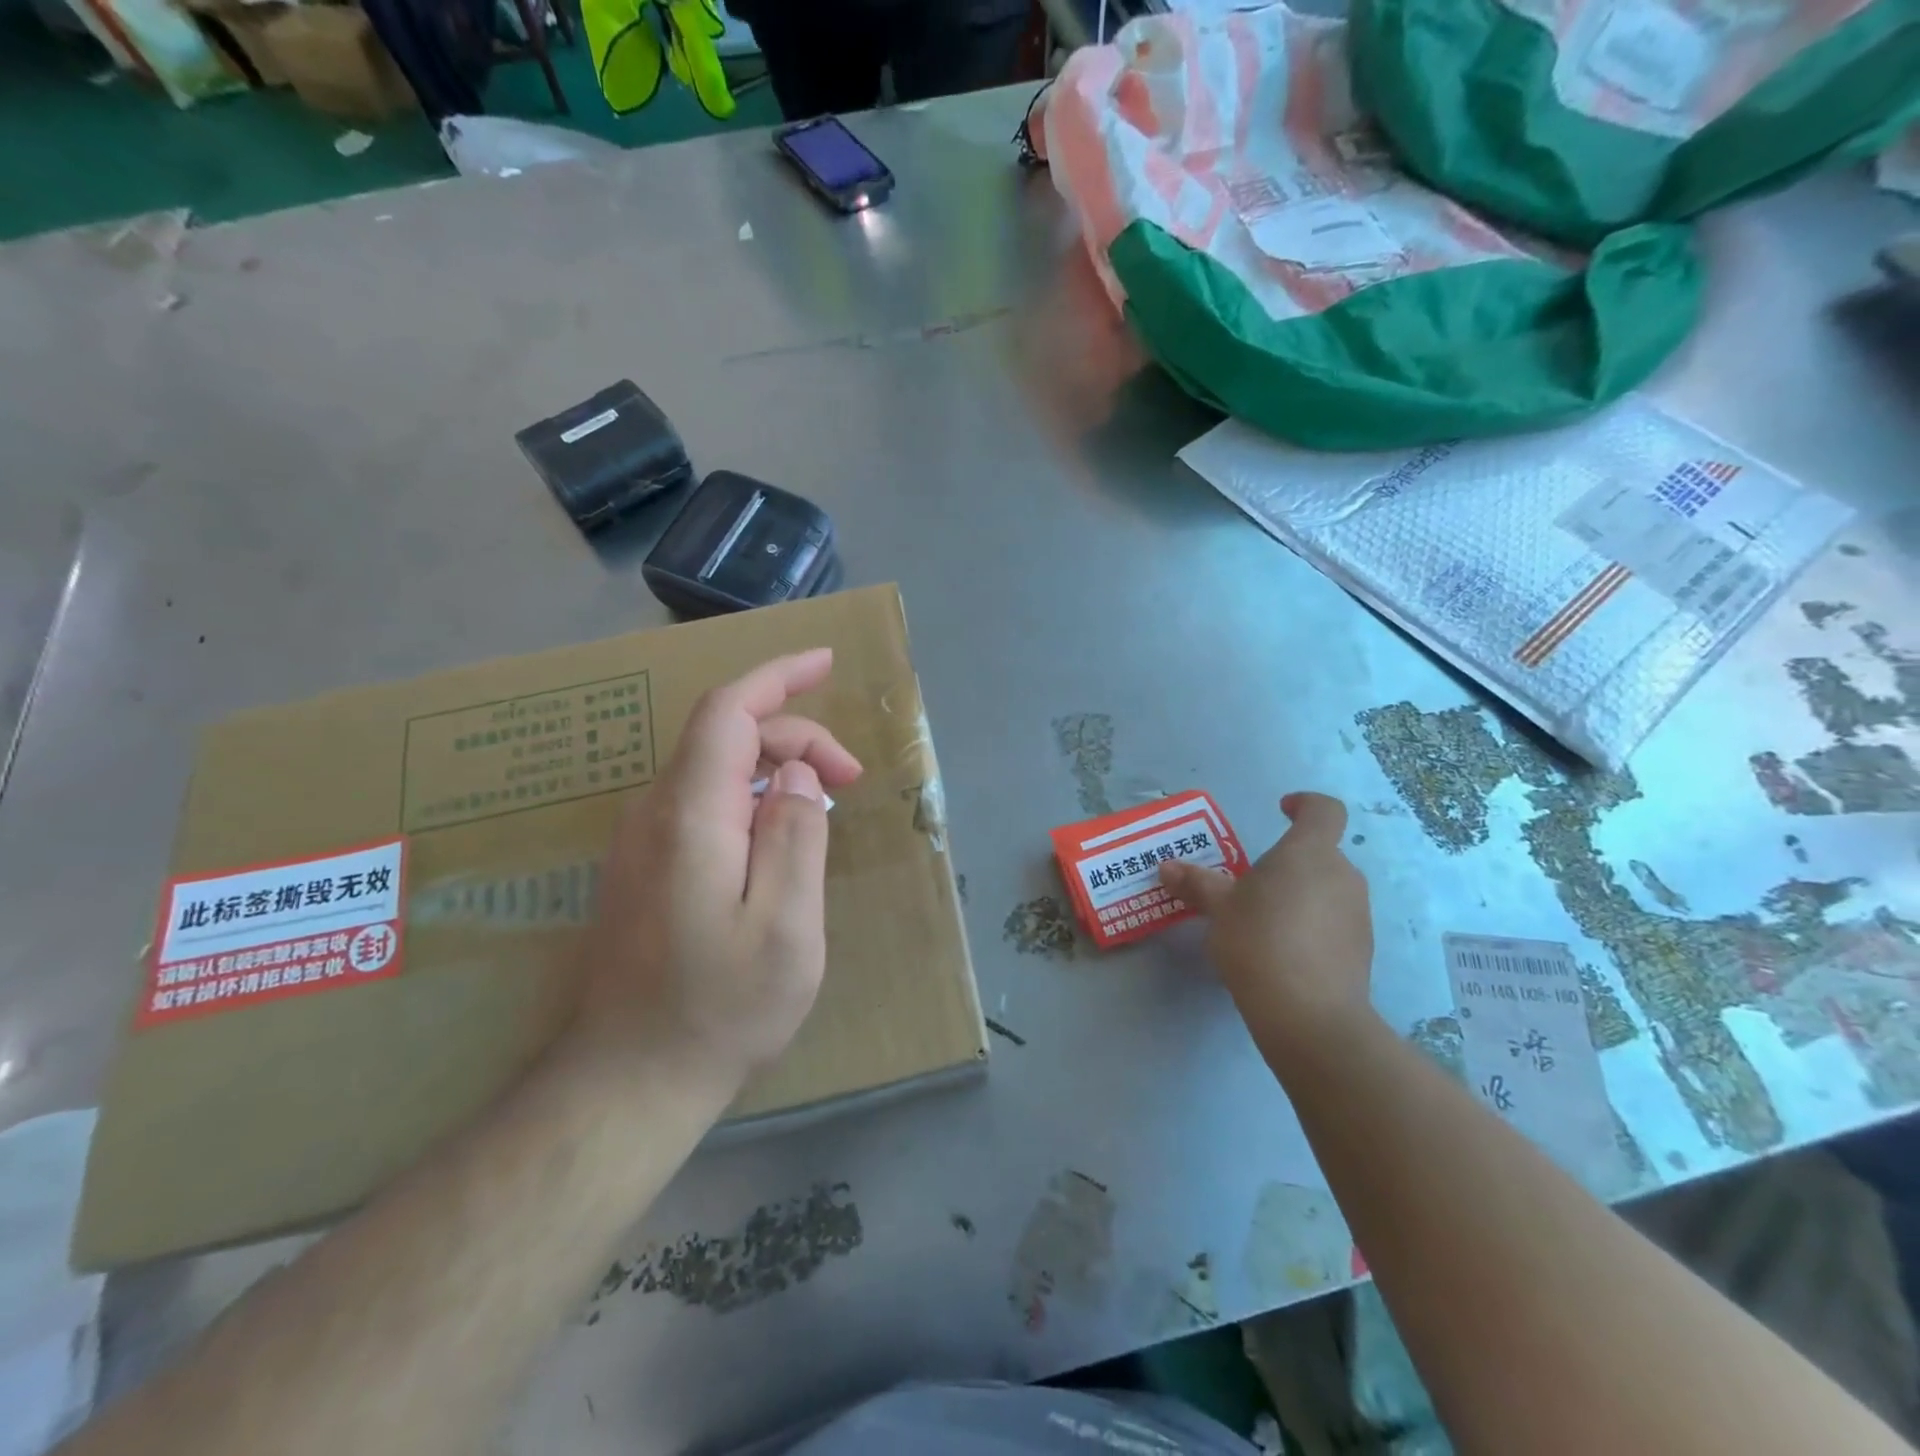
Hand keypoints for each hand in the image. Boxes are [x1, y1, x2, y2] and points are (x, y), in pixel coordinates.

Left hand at [572, 650, 863, 1096]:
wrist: (629, 1081)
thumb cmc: (720, 1008)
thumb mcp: (786, 927)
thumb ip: (798, 837)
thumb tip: (799, 776)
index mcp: (690, 816)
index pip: (728, 711)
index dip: (778, 676)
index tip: (826, 662)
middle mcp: (656, 813)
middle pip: (726, 736)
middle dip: (797, 737)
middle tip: (853, 779)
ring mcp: (644, 840)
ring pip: (716, 768)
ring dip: (776, 766)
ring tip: (827, 803)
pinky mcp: (646, 866)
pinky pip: (705, 802)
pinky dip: (753, 794)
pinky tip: (781, 832)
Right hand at [1160, 793, 1375, 1058]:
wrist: (1309, 1015)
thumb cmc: (1259, 941)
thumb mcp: (1218, 908)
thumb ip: (1195, 883)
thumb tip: (1167, 867)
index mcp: (1309, 853)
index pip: (1323, 810)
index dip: (1305, 803)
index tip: (1282, 809)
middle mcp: (1342, 876)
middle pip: (1320, 853)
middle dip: (1288, 862)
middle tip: (1251, 883)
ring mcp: (1358, 914)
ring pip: (1327, 889)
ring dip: (1299, 894)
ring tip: (1263, 921)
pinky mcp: (1361, 950)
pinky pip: (1333, 922)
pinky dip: (1311, 925)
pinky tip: (1282, 952)